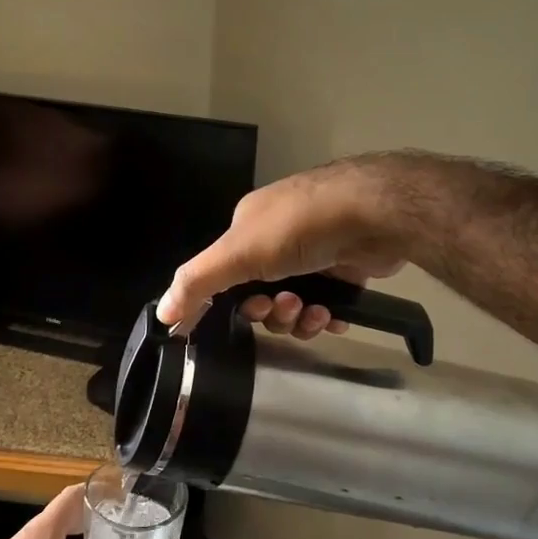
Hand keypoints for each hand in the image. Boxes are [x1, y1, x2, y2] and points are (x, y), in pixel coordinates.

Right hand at [155, 155, 412, 337]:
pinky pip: (326, 306)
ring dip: (298, 317)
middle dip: (269, 311)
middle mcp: (279, 239)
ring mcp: (315, 255)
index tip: (228, 324)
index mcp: (248, 228)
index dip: (221, 303)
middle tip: (282, 308)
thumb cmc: (300, 227)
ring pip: (293, 305)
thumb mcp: (238, 252)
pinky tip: (334, 317)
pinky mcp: (346, 271)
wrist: (375, 214)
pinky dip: (326, 317)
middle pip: (259, 295)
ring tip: (314, 311)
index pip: (222, 274)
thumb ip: (198, 282)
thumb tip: (161, 313)